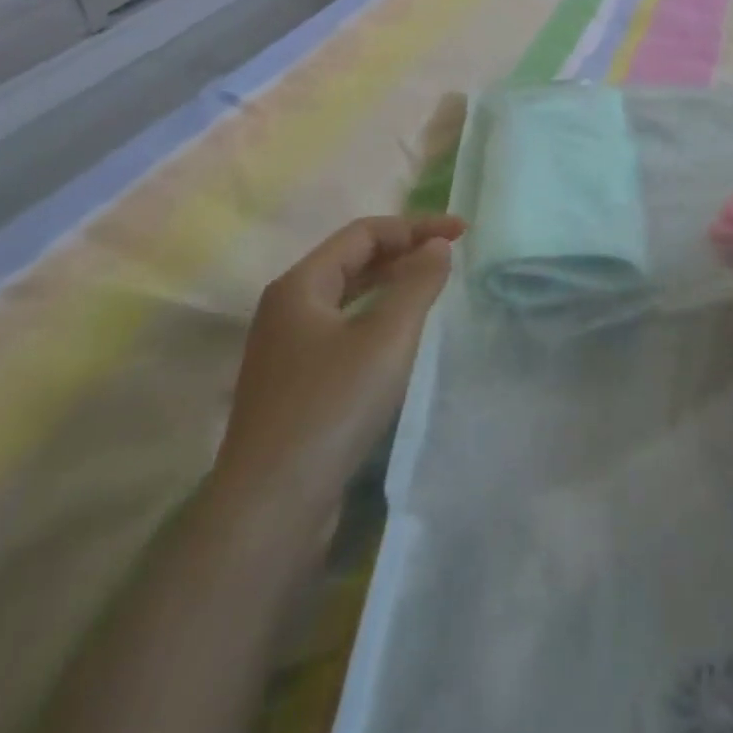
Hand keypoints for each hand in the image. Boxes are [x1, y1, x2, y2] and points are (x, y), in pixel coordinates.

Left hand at [211, 214, 465, 525]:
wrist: (270, 507)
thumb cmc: (331, 406)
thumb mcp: (386, 336)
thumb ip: (417, 283)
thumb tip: (437, 246)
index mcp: (300, 286)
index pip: (364, 233)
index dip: (416, 226)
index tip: (462, 232)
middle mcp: (286, 310)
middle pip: (352, 261)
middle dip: (404, 250)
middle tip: (450, 253)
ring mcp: (286, 350)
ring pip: (347, 298)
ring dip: (390, 284)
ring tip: (431, 285)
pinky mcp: (295, 386)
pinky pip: (343, 331)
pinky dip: (376, 317)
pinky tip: (400, 337)